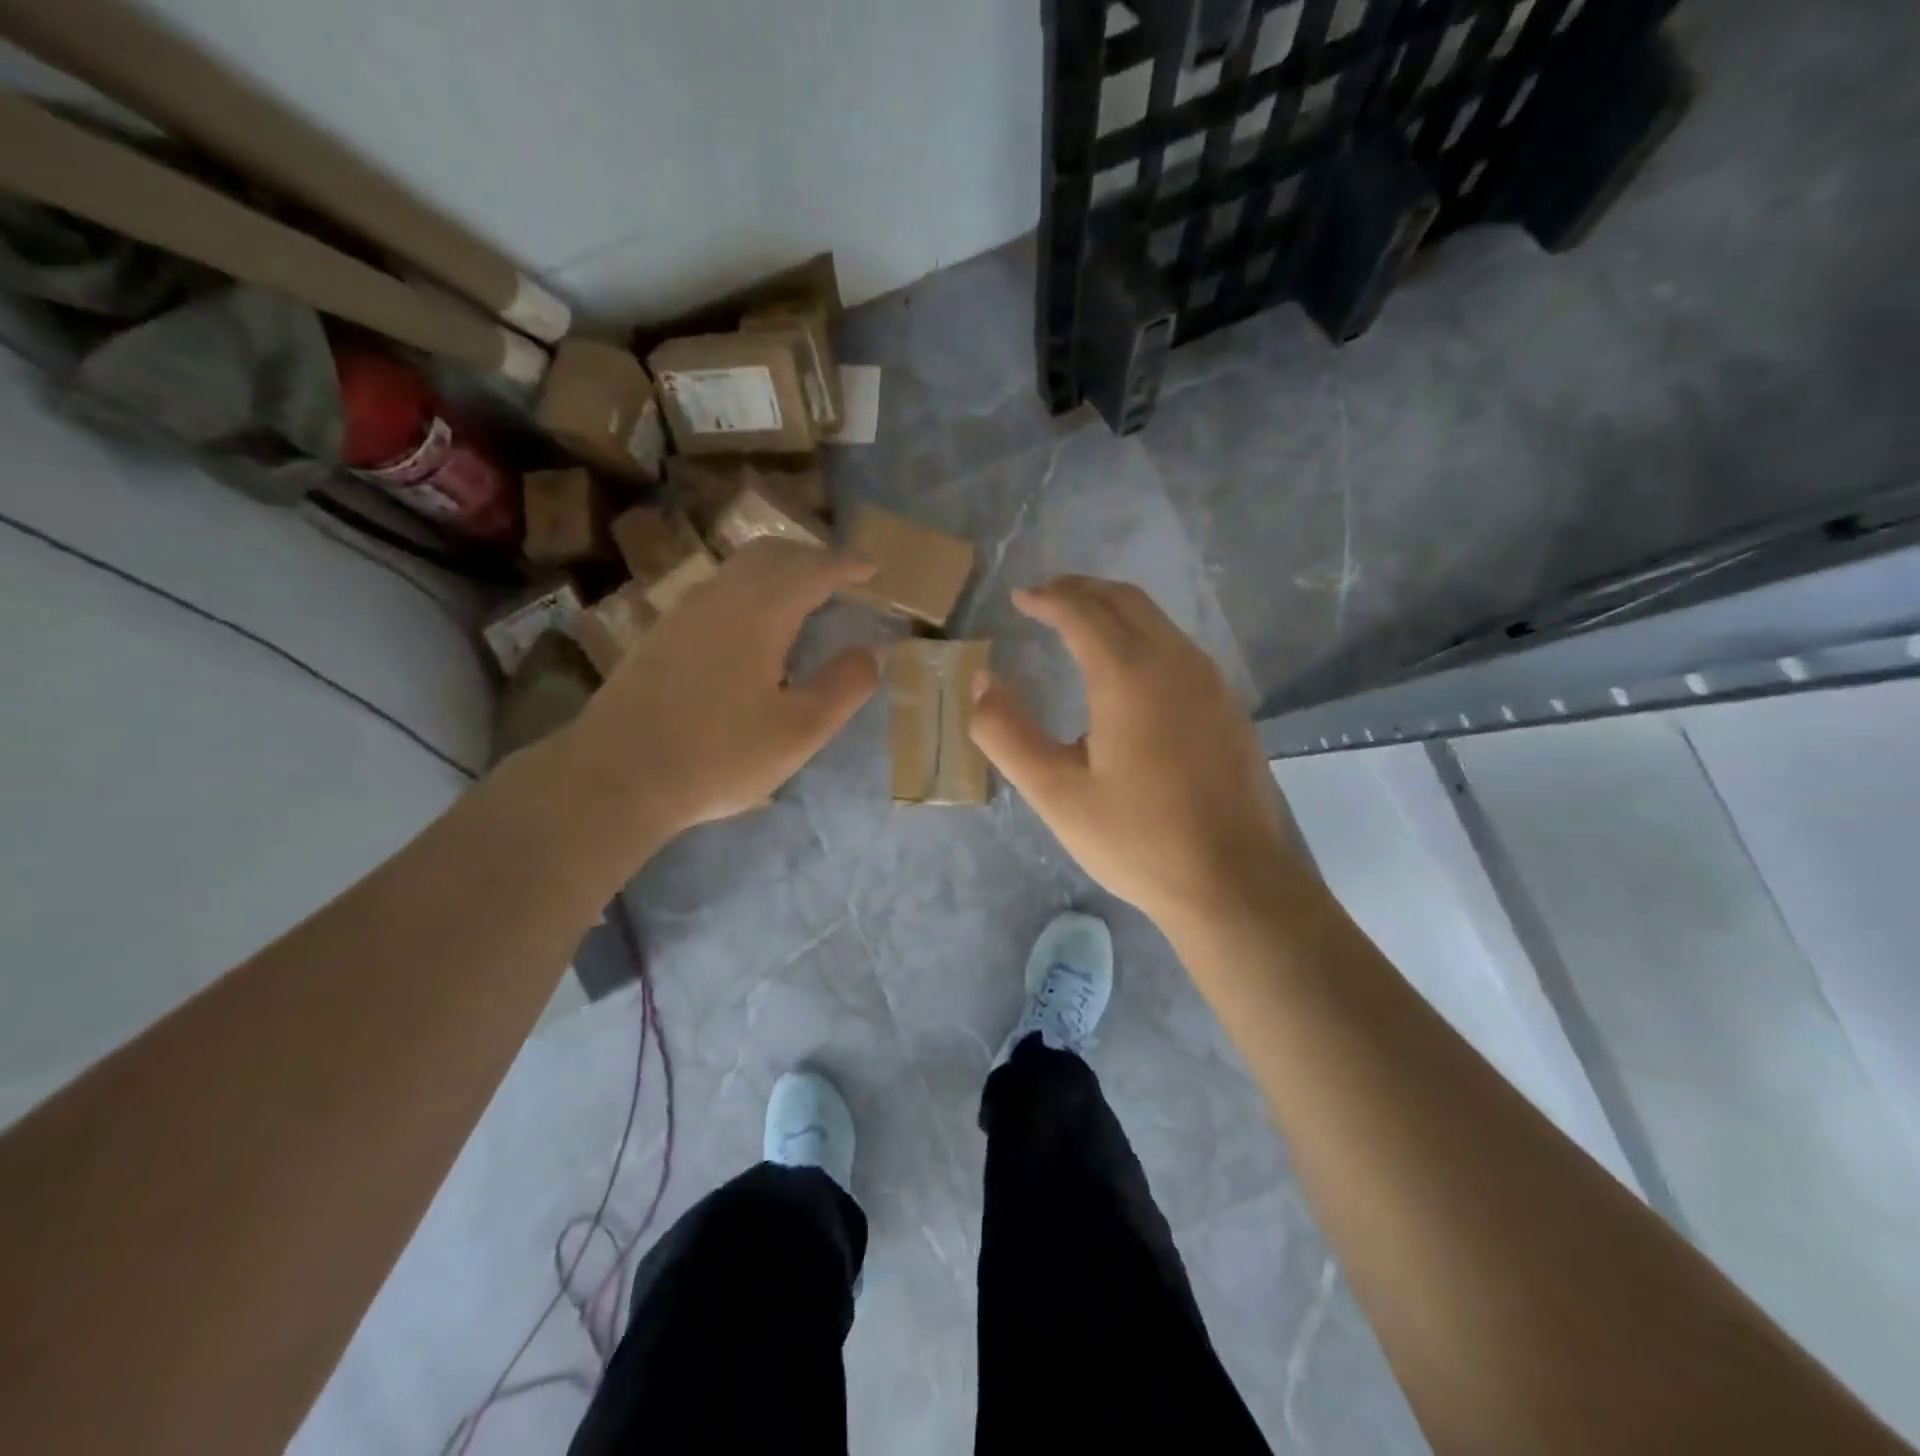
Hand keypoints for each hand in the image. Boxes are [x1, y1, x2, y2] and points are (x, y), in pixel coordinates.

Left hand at [559, 540, 880, 846]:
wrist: (616, 776)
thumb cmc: (719, 755)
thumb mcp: (799, 731)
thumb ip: (843, 686)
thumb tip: (872, 652)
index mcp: (759, 612)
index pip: (813, 569)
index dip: (847, 565)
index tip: (873, 569)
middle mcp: (720, 597)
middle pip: (771, 554)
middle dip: (812, 557)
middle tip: (841, 577)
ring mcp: (683, 612)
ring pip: (739, 569)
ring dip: (778, 570)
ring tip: (802, 597)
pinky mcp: (660, 634)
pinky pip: (718, 590)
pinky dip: (750, 589)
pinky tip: (753, 626)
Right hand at [970, 576, 1297, 931]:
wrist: (1234, 882)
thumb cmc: (1137, 839)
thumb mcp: (1055, 793)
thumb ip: (1007, 733)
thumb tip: (981, 682)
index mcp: (1129, 675)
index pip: (1082, 611)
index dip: (1047, 597)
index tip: (1020, 597)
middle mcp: (1175, 662)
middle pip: (1125, 601)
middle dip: (1081, 590)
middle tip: (1045, 598)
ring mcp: (1210, 682)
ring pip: (1157, 621)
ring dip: (1114, 610)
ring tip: (1079, 624)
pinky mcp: (1228, 705)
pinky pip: (1177, 648)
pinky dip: (1142, 636)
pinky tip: (1127, 670)